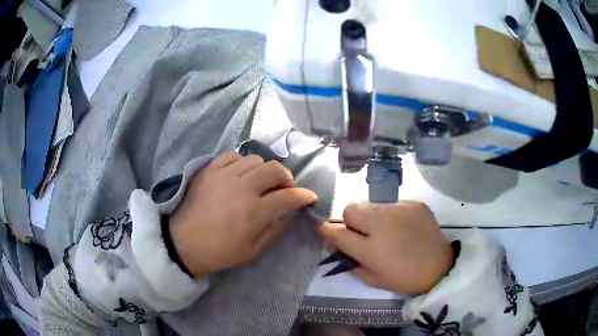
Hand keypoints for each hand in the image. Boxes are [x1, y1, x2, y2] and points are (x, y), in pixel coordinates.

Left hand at [170, 152, 316, 277]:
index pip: (289, 196)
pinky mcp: (209, 170)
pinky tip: (239, 175)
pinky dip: (242, 163)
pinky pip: (233, 155)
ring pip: (255, 159)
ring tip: (259, 183)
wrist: (184, 243)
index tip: (309, 197)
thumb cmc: (220, 252)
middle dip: (286, 178)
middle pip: (275, 169)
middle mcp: (242, 188)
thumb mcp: (253, 251)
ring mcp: (224, 175)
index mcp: (254, 213)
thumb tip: (292, 214)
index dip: (304, 196)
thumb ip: (276, 231)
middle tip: (283, 189)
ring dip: (264, 170)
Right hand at [319, 202, 452, 295]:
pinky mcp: (414, 204)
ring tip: (384, 229)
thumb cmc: (404, 278)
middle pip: (351, 208)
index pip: (338, 233)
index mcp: (371, 249)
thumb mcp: (373, 279)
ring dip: (370, 216)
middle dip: (350, 221)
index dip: (326, 229)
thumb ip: (350, 262)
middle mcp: (382, 225)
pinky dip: (390, 214)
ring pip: (370, 203)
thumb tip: (335, 246)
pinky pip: (392, 204)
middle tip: (362, 233)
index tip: (322, 228)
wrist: (440, 267)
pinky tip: (402, 226)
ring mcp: (400, 210)